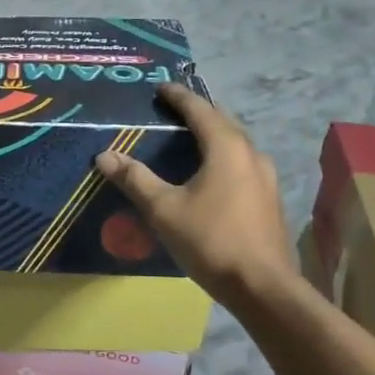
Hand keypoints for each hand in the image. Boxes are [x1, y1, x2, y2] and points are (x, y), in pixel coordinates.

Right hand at [94, 84, 295, 303]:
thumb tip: (104, 155)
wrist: (262, 286)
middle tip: (173, 109)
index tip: (161, 88)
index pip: (199, 110)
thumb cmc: (210, 240)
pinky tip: (212, 172)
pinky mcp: (270, 198)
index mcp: (226, 147)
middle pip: (223, 121)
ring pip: (236, 143)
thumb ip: (135, 179)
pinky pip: (243, 163)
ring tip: (191, 137)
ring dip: (213, 134)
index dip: (178, 96)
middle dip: (198, 112)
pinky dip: (224, 156)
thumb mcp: (164, 209)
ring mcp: (266, 177)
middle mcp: (251, 154)